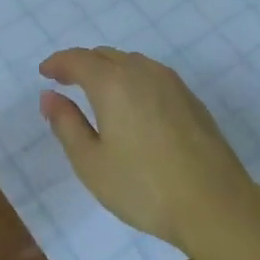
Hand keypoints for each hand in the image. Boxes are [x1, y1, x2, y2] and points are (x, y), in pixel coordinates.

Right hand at [39, 48, 259, 252]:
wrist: (215, 204)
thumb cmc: (144, 187)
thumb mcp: (91, 163)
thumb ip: (66, 125)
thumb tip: (49, 97)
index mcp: (112, 83)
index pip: (77, 59)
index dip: (57, 63)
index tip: (44, 73)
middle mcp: (142, 71)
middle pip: (105, 55)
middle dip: (81, 64)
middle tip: (65, 81)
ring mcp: (171, 82)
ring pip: (131, 62)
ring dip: (109, 69)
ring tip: (96, 92)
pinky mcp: (190, 98)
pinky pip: (151, 75)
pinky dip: (132, 80)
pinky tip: (132, 105)